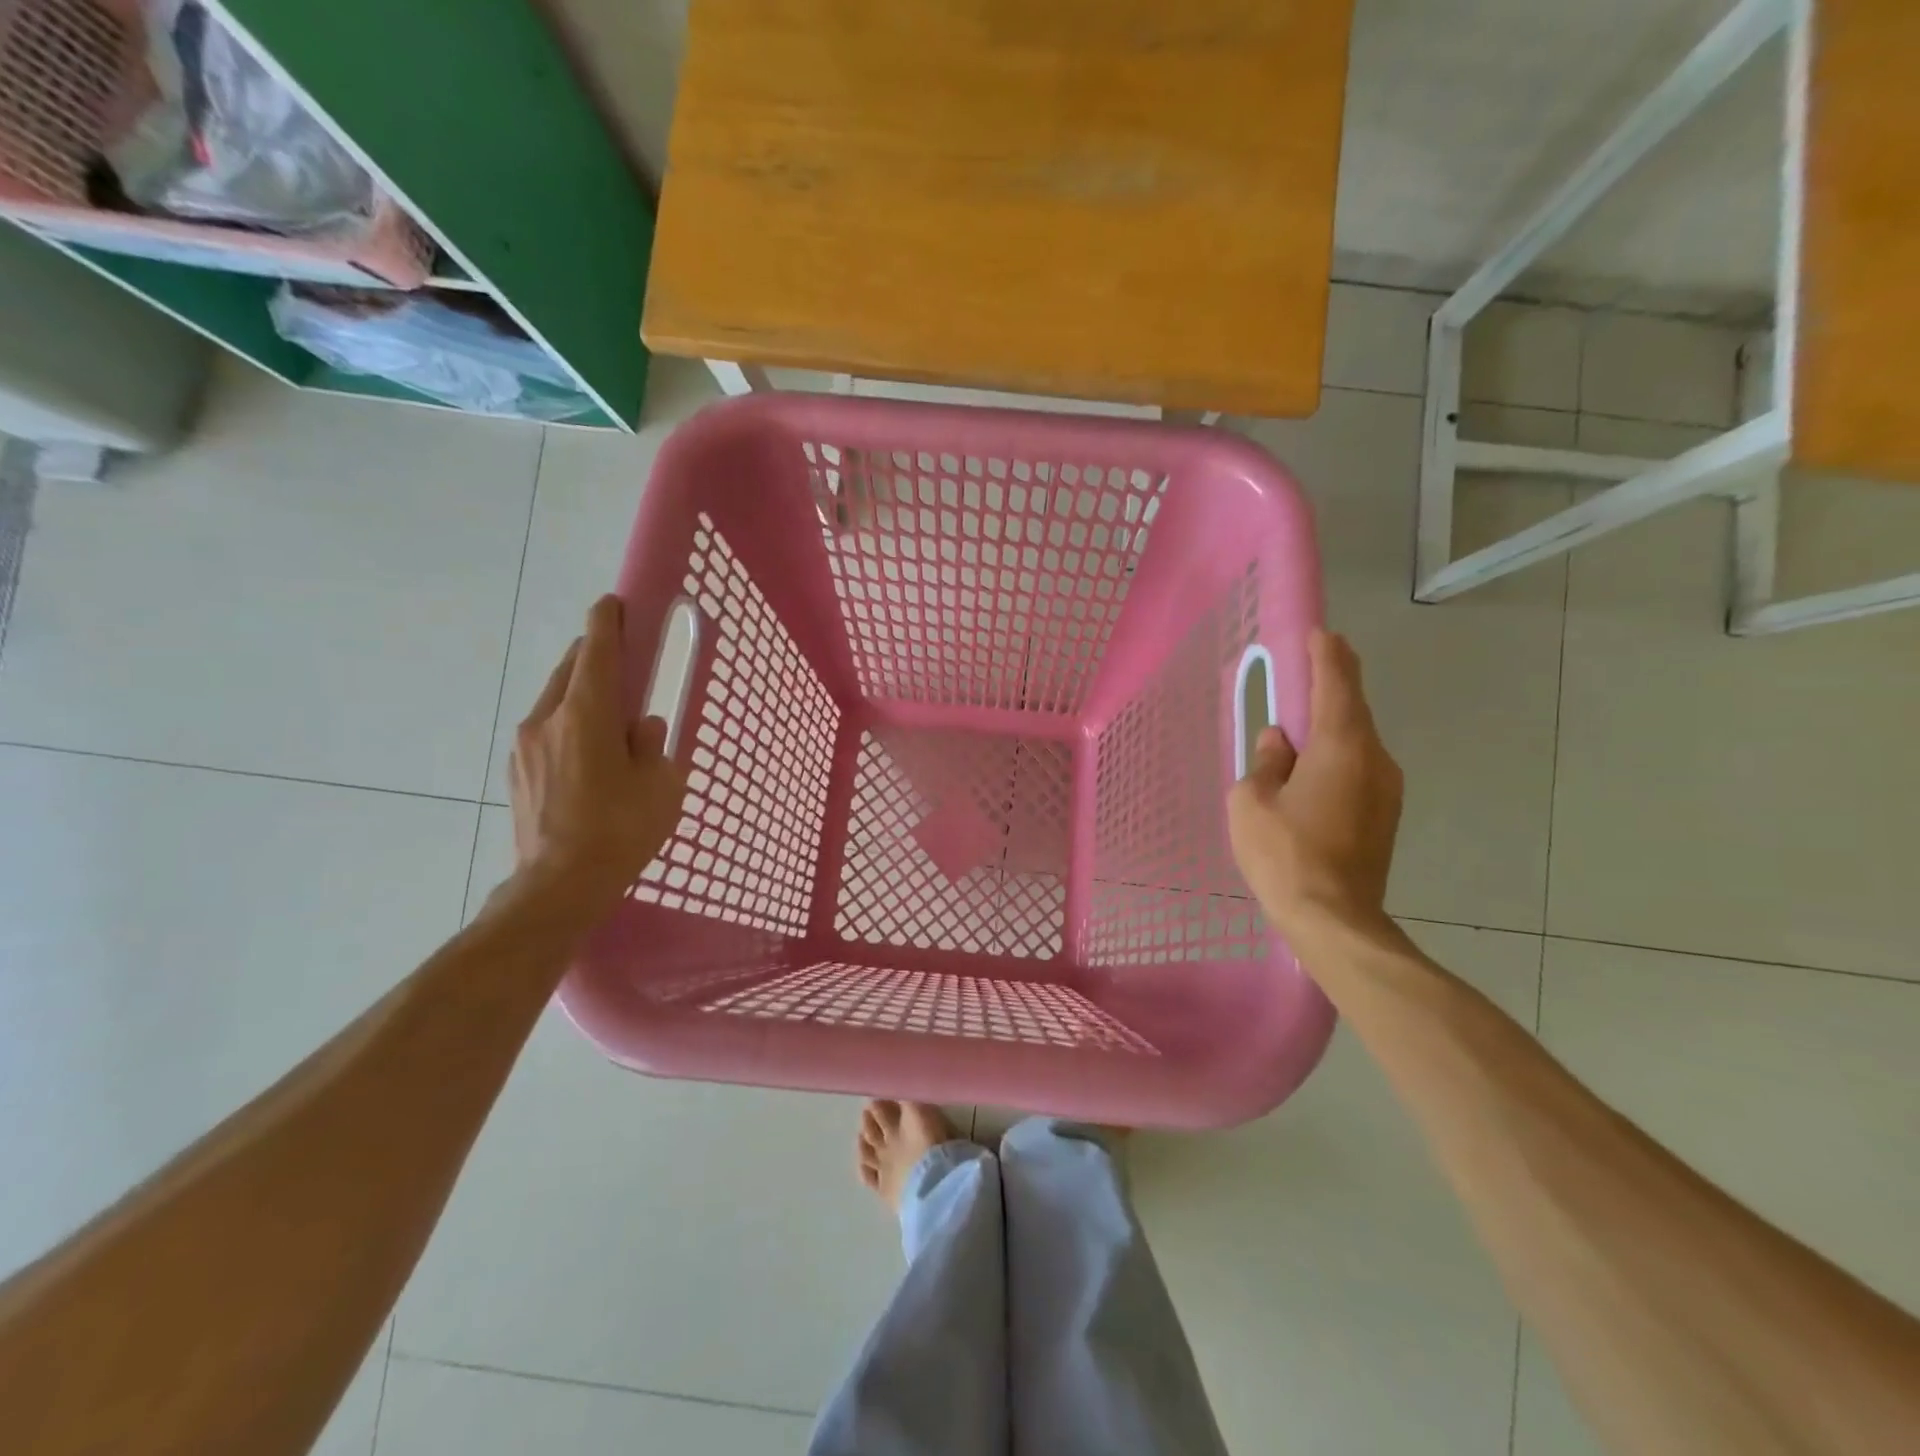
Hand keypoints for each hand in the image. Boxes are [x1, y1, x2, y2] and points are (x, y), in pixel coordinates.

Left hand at [507, 595, 687, 925]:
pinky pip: (546, 730)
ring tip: (609, 718)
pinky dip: (568, 725)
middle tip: (623, 662)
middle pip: (570, 670)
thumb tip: (643, 728)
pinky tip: (588, 755)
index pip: (597, 653)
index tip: (613, 603)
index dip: (607, 623)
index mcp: (587, 716)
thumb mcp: (661, 785)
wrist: (558, 886)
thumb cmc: (620, 831)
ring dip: (581, 694)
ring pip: (555, 700)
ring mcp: (525, 746)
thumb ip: (653, 745)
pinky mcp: (516, 772)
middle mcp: (548, 720)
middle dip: (595, 657)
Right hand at [1227, 630, 1402, 937]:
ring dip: (1334, 724)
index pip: (1337, 685)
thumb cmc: (1285, 853)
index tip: (1321, 634)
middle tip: (1314, 663)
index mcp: (1341, 746)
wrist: (1335, 920)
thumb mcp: (1252, 801)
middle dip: (1335, 683)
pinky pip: (1359, 768)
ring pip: (1358, 741)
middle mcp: (1374, 759)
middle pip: (1354, 709)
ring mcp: (1386, 789)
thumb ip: (1265, 762)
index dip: (1327, 655)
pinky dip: (1338, 754)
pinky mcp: (1385, 816)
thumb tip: (1278, 741)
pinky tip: (1314, 768)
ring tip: (1305, 720)